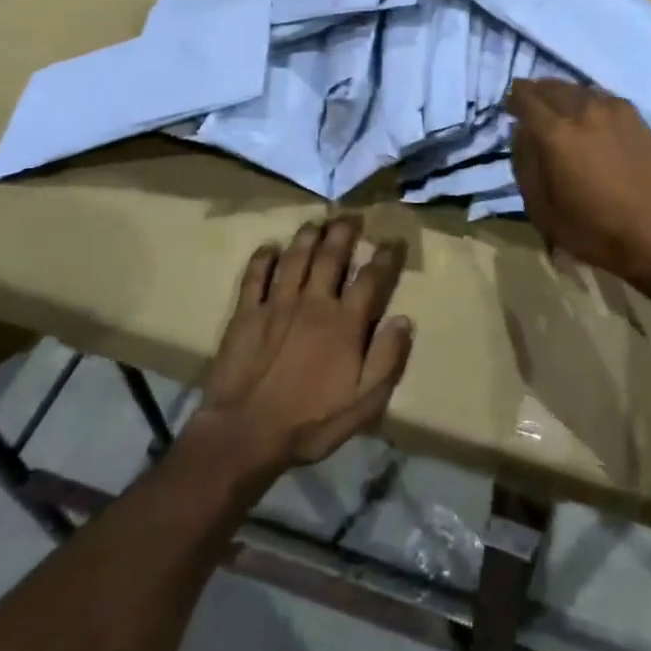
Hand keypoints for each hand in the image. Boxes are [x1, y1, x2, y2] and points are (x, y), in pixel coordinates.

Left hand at [192, 216, 414, 485]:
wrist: (245, 434)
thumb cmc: (310, 422)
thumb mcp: (363, 403)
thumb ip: (387, 360)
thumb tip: (404, 320)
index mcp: (344, 323)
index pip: (370, 279)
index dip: (384, 257)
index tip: (392, 241)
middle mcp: (313, 303)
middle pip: (331, 256)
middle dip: (344, 232)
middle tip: (351, 216)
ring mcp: (277, 304)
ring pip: (296, 258)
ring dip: (308, 236)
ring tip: (317, 222)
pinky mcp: (246, 313)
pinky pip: (255, 275)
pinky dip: (264, 258)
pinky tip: (270, 247)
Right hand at [508, 79, 650, 281]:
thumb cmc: (591, 228)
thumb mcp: (540, 207)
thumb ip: (524, 163)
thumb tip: (521, 133)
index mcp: (555, 132)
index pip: (525, 96)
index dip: (513, 99)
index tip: (511, 109)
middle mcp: (583, 110)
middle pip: (551, 86)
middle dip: (537, 94)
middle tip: (533, 109)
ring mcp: (614, 110)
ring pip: (579, 89)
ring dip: (564, 96)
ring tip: (561, 113)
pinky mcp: (637, 118)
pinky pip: (603, 99)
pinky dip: (589, 103)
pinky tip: (591, 119)